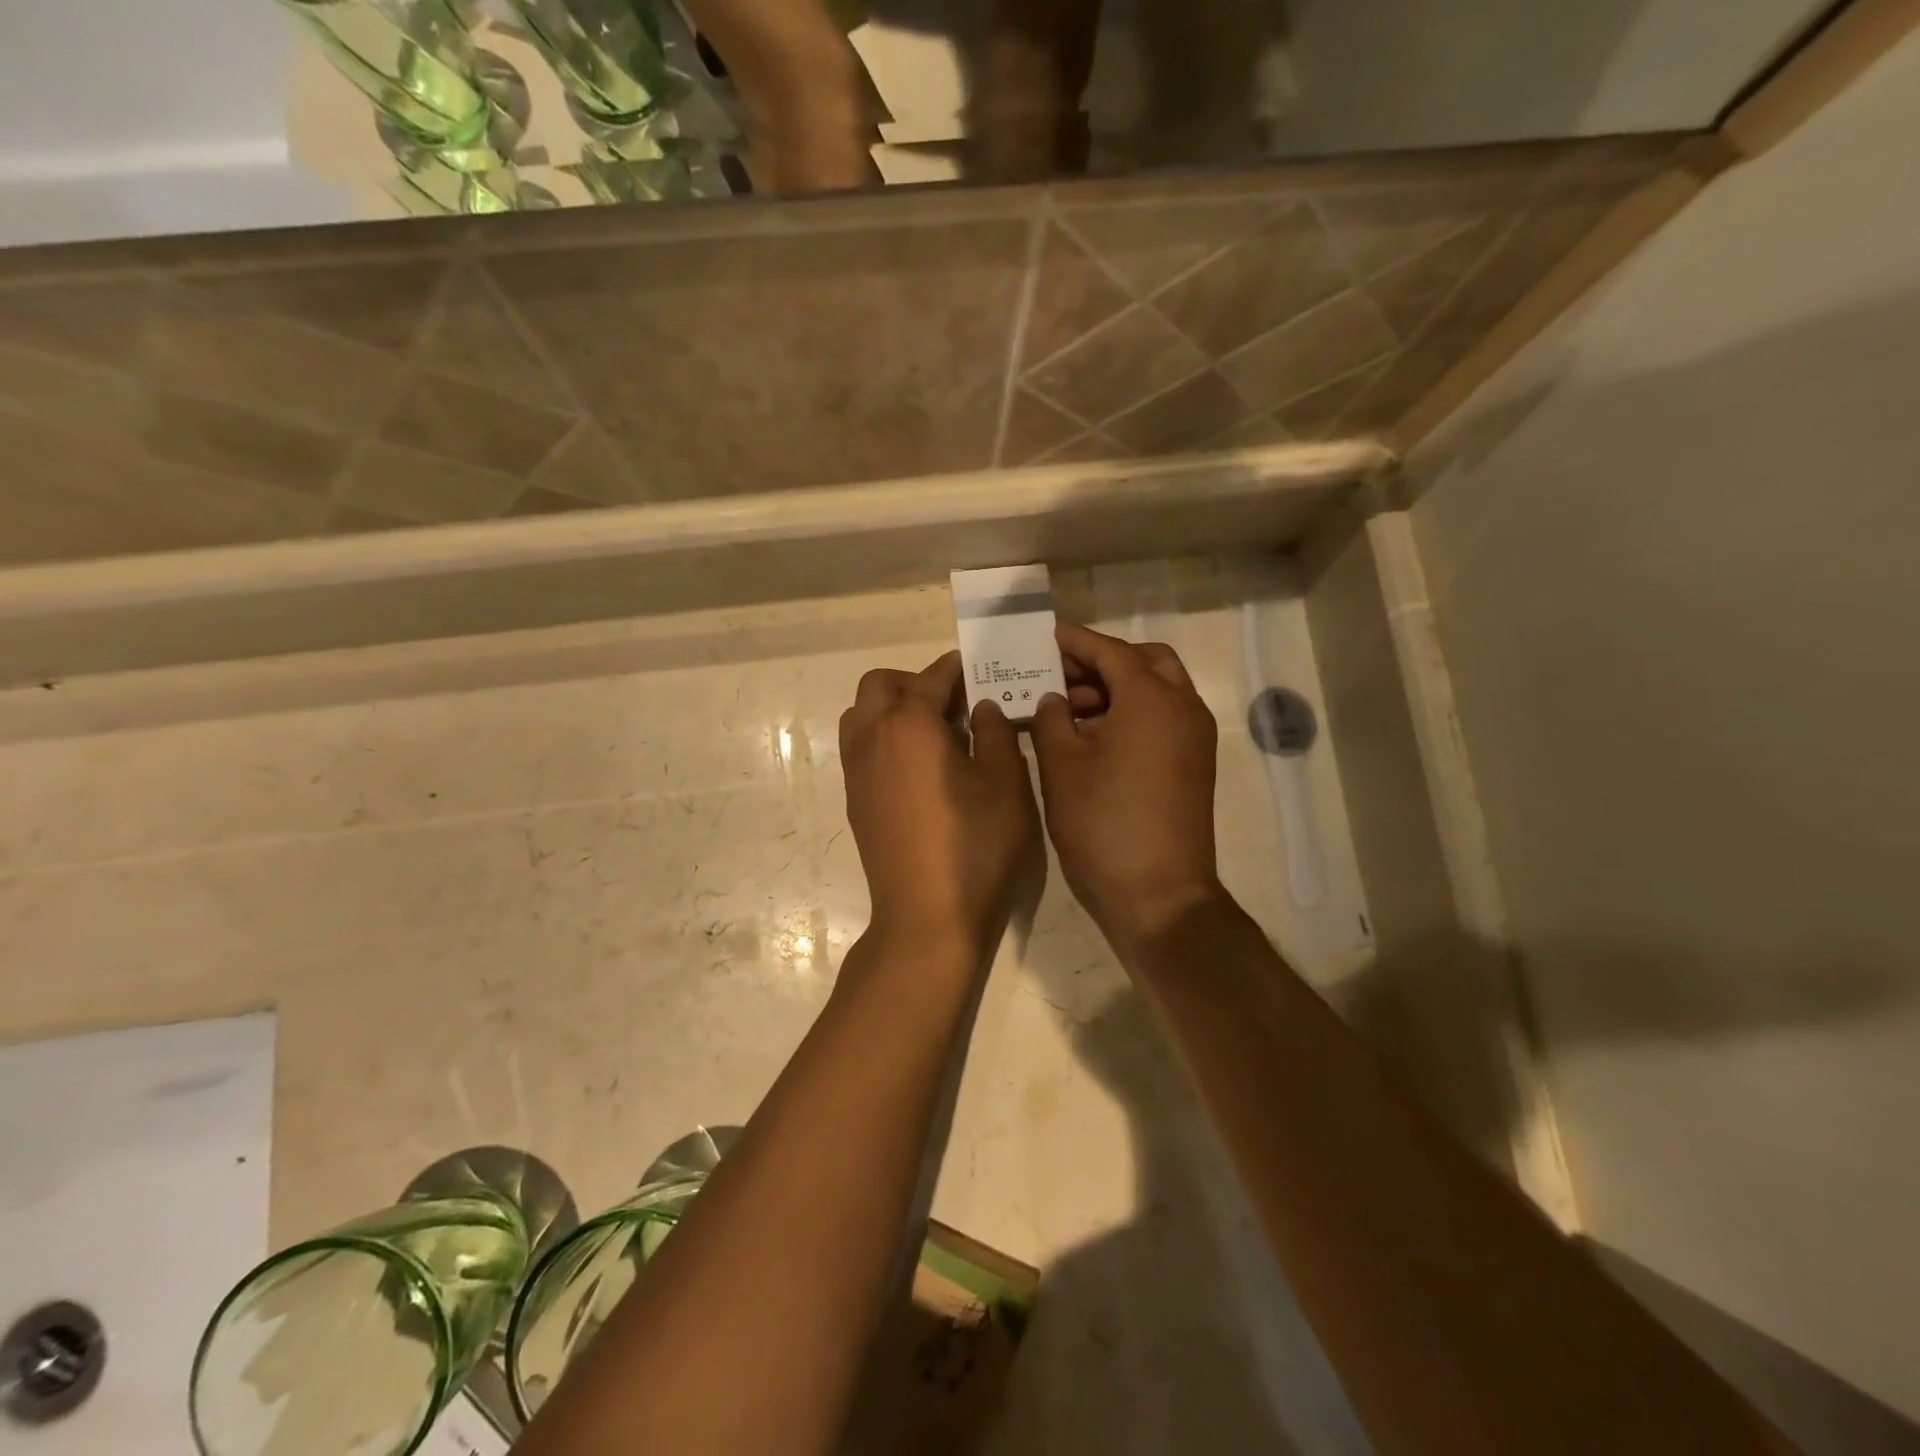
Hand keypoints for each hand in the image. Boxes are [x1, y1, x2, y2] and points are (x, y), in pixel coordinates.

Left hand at [839, 652, 1037, 964]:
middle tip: (953, 704)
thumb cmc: (975, 845)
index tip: (980, 670)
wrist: (927, 916)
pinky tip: (919, 768)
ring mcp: (857, 772)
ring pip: (861, 715)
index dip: (957, 668)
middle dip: (914, 682)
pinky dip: (884, 738)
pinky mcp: (855, 800)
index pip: (931, 678)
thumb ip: (995, 733)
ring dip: (892, 708)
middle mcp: (872, 738)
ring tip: (934, 734)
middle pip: (880, 685)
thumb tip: (980, 708)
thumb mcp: (1005, 783)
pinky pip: (860, 747)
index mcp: (909, 725)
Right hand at [1031, 623, 1223, 947]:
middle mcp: (1183, 707)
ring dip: (1117, 688)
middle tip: (1061, 675)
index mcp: (1151, 698)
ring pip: (1157, 690)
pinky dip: (1131, 713)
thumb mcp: (1061, 765)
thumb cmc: (1103, 823)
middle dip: (1103, 661)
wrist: (1158, 893)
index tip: (1045, 637)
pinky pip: (1163, 719)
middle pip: (1145, 662)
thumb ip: (1050, 718)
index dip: (1075, 641)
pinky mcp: (1193, 765)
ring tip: (1067, 709)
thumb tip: (1053, 700)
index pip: (1110, 651)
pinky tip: (1092, 737)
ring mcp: (1193, 738)